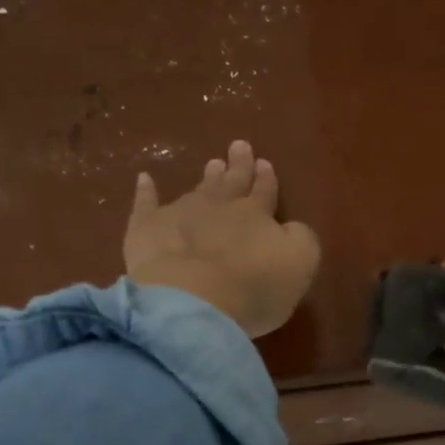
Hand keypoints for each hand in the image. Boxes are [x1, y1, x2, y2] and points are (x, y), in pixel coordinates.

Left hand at [124, 140, 320, 337]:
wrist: (192, 298)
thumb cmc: (254, 287)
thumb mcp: (300, 263)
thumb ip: (300, 238)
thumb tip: (290, 226)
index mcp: (257, 215)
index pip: (264, 192)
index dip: (266, 179)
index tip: (265, 163)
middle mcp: (220, 207)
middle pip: (232, 183)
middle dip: (238, 166)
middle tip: (239, 146)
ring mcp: (181, 214)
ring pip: (198, 190)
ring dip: (207, 177)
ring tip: (212, 163)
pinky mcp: (147, 229)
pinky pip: (146, 204)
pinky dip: (145, 191)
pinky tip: (144, 178)